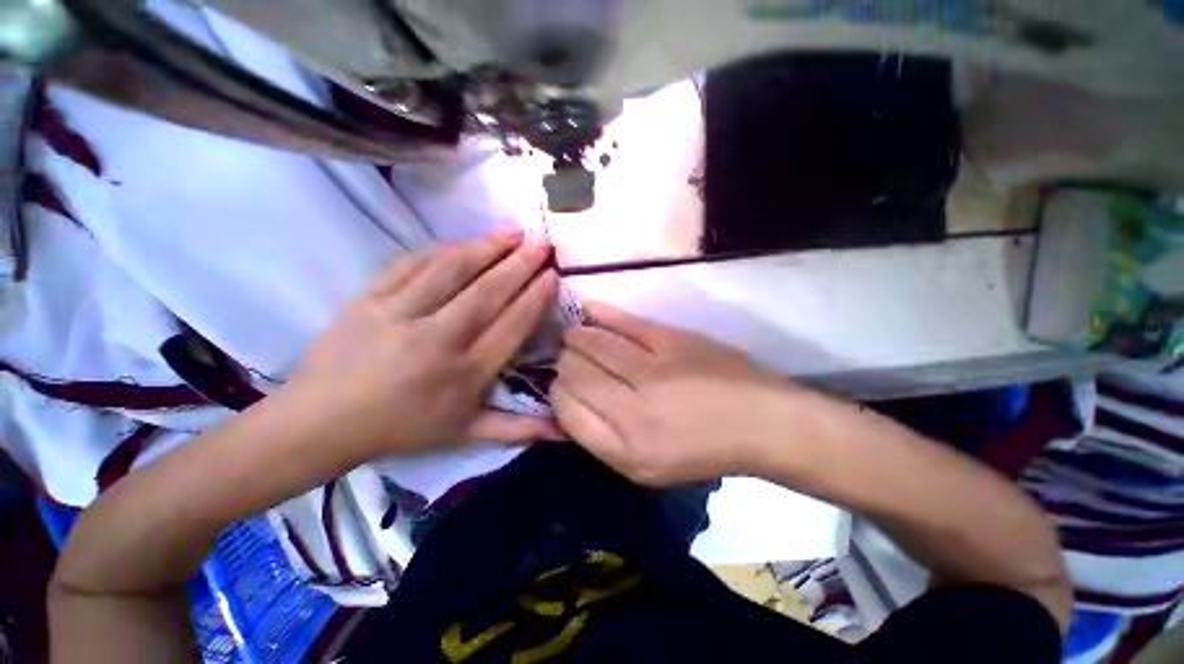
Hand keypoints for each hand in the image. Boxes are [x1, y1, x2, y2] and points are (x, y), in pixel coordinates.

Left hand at [284, 228, 562, 460]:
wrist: (319, 423)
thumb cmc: (402, 430)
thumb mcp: (466, 435)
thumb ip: (518, 429)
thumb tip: (564, 431)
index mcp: (464, 375)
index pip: (510, 326)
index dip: (535, 299)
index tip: (553, 276)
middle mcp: (436, 341)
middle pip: (487, 293)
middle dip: (520, 264)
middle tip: (542, 242)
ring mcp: (398, 315)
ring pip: (451, 271)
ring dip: (486, 247)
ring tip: (512, 230)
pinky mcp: (368, 299)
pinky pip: (411, 264)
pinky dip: (443, 249)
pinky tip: (464, 240)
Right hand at [550, 301, 799, 485]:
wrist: (761, 421)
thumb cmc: (702, 451)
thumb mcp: (645, 468)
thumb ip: (601, 437)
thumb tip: (566, 400)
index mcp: (626, 452)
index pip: (565, 409)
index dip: (558, 392)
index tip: (564, 384)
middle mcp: (633, 413)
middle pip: (573, 373)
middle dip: (564, 363)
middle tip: (568, 358)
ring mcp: (653, 372)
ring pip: (591, 343)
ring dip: (575, 337)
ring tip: (574, 336)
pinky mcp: (671, 341)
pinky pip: (621, 322)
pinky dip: (597, 313)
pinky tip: (585, 311)